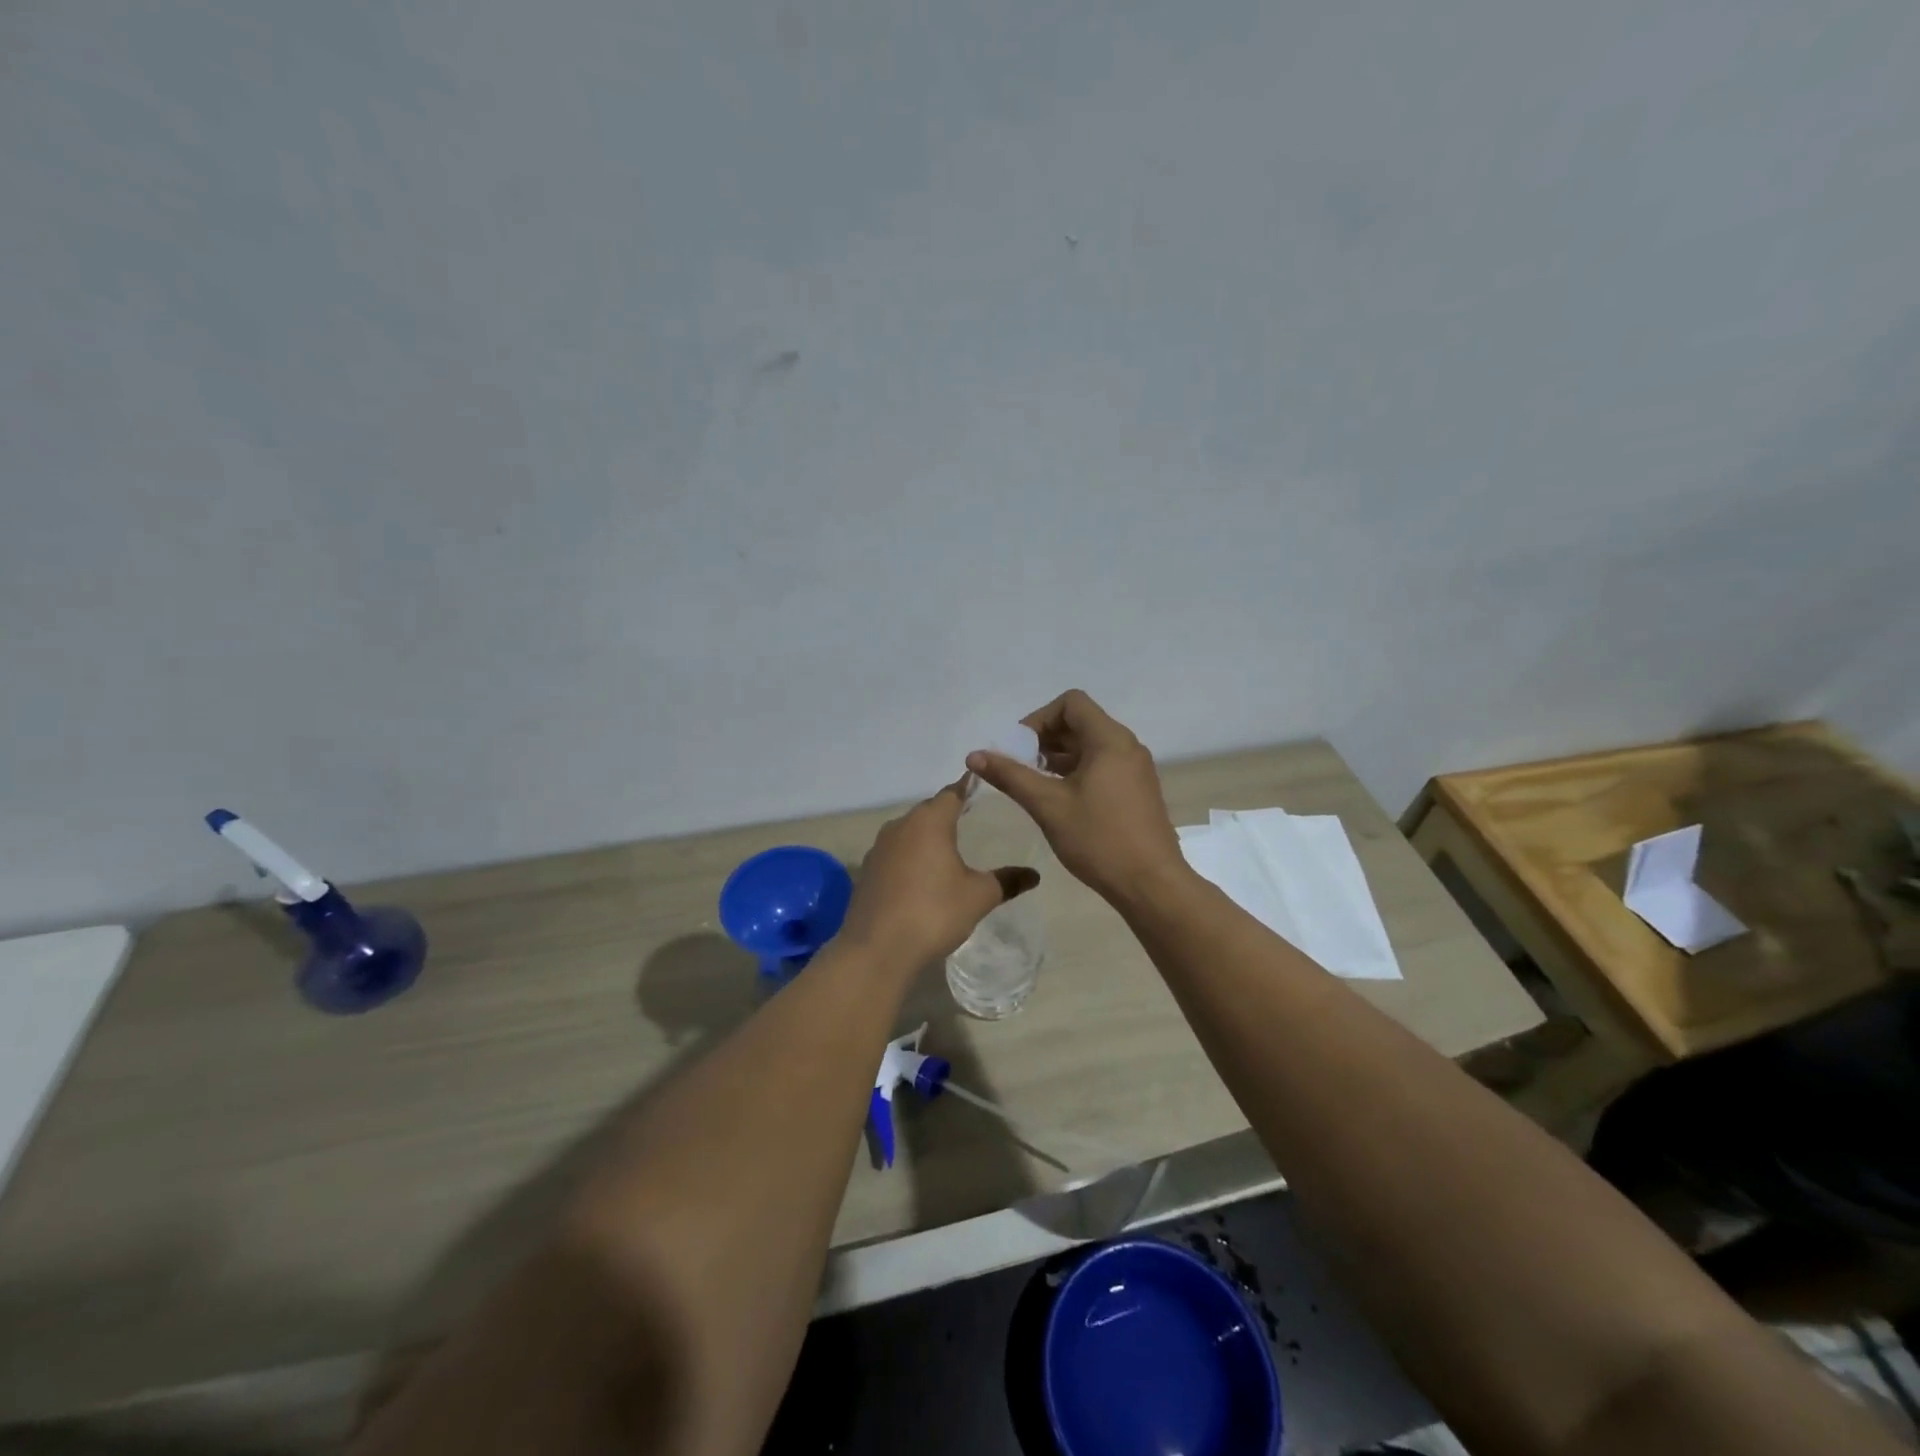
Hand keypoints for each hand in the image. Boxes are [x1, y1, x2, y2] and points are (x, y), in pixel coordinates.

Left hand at [839, 780, 1039, 965]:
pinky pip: (895, 854)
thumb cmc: (933, 912)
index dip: (968, 788)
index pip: (952, 793)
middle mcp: (900, 826)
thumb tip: (1034, 874)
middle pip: (929, 811)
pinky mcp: (867, 871)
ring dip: (927, 837)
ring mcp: (878, 848)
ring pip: (909, 832)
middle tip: (972, 819)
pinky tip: (922, 877)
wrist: (876, 950)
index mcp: (929, 821)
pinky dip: (910, 858)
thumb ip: (1007, 881)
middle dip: (949, 813)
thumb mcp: (979, 897)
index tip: (983, 787)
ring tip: (949, 849)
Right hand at [966, 689, 1186, 905]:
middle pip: (1080, 722)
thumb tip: (974, 756)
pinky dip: (1076, 772)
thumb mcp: (1047, 805)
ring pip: (1090, 746)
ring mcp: (1135, 769)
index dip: (1039, 718)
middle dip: (1044, 739)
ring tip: (1032, 784)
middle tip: (1018, 767)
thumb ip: (1010, 776)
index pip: (1071, 702)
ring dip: (1058, 757)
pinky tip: (1058, 799)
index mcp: (1110, 740)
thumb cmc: (1098, 839)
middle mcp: (1127, 747)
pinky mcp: (1137, 791)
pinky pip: (1102, 766)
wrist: (1151, 885)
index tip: (1019, 748)